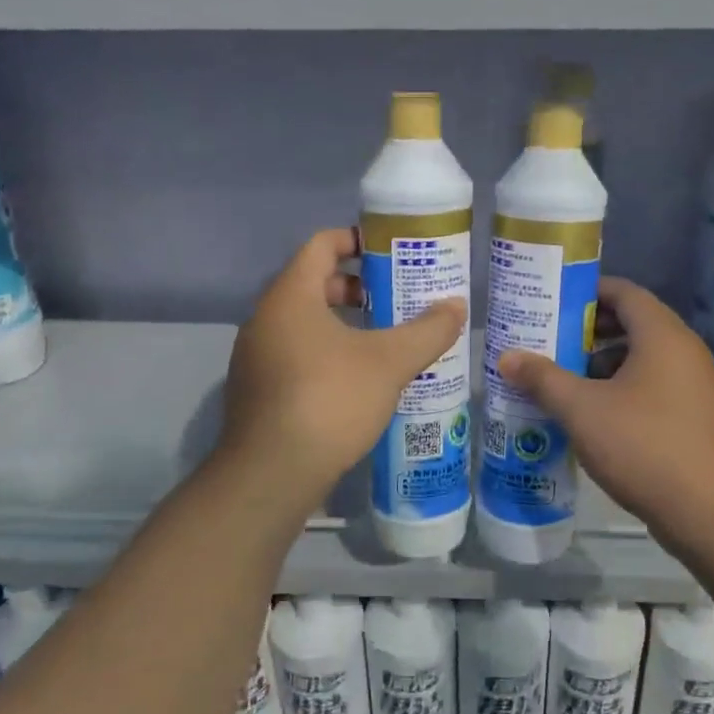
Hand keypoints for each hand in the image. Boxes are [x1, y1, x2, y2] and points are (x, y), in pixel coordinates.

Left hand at [219, 228, 466, 509]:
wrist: (272, 474)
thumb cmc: (330, 400)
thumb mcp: (389, 363)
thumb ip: (427, 331)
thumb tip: (457, 306)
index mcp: (290, 296)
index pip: (321, 245)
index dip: (357, 240)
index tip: (391, 251)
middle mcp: (265, 318)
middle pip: (313, 283)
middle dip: (357, 287)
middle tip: (396, 299)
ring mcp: (255, 357)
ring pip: (304, 323)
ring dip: (343, 324)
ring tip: (384, 341)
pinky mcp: (257, 390)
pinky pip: (295, 354)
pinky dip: (326, 353)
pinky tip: (358, 381)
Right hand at [497, 278, 713, 543]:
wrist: (711, 513)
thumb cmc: (644, 446)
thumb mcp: (582, 410)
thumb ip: (543, 379)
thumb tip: (506, 357)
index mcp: (662, 335)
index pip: (624, 292)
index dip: (587, 293)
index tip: (552, 303)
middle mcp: (684, 351)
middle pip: (633, 324)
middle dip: (588, 332)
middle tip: (549, 341)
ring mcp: (694, 385)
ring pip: (642, 359)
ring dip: (602, 364)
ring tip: (562, 379)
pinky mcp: (695, 417)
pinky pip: (653, 387)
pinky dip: (621, 390)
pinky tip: (592, 415)